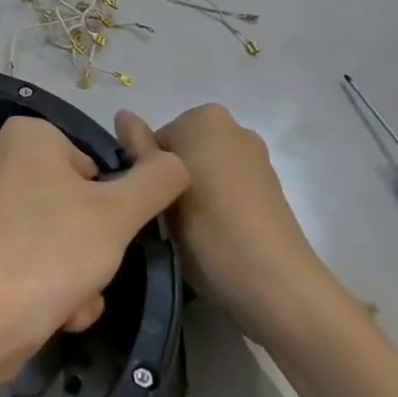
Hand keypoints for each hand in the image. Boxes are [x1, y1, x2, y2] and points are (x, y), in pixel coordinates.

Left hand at [0, 115, 188, 392]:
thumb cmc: (49, 250)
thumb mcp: (118, 212)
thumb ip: (156, 180)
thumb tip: (177, 159)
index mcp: (28, 135)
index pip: (96, 162)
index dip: (112, 200)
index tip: (113, 229)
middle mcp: (3, 161)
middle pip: (80, 203)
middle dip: (97, 247)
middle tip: (95, 268)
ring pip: (63, 238)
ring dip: (82, 275)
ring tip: (75, 298)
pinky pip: (36, 260)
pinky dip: (54, 288)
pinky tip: (58, 314)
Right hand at [116, 104, 334, 329]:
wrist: (274, 281)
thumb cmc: (207, 228)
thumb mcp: (159, 188)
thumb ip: (138, 148)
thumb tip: (123, 114)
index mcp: (204, 117)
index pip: (153, 140)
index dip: (145, 174)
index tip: (148, 204)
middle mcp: (234, 128)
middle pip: (180, 152)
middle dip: (170, 180)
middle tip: (164, 220)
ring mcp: (256, 158)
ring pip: (203, 171)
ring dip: (191, 195)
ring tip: (188, 234)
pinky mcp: (270, 188)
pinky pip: (226, 188)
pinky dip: (216, 205)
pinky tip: (214, 236)